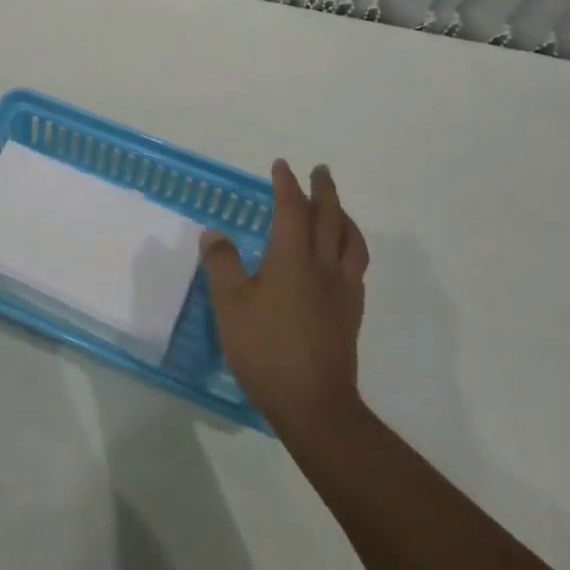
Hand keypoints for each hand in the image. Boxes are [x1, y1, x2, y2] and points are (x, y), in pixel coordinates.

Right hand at [203, 160, 367, 433]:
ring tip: (338, 209)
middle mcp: (323, 265)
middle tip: (321, 171)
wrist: (314, 403)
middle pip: (330, 217)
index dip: (287, 185)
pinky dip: (349, 247)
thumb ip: (222, 264)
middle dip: (324, 190)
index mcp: (293, 257)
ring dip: (344, 217)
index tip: (282, 166)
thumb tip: (214, 232)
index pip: (292, 209)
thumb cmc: (266, 348)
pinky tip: (341, 258)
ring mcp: (342, 290)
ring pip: (350, 241)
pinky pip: (355, 266)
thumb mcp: (231, 304)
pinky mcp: (351, 314)